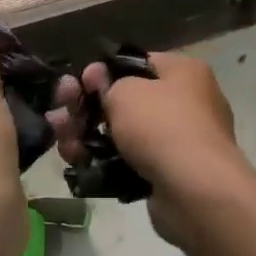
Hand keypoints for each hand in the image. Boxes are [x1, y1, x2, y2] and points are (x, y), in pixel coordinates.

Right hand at [48, 52, 251, 247]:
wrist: (195, 192)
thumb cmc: (162, 126)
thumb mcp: (126, 92)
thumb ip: (106, 83)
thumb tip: (98, 79)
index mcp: (184, 73)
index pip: (137, 63)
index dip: (104, 72)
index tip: (80, 83)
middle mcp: (186, 103)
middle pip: (126, 100)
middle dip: (87, 107)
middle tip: (59, 112)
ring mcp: (178, 142)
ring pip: (123, 133)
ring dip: (88, 135)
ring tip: (62, 142)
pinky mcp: (167, 175)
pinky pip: (129, 161)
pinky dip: (103, 161)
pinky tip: (78, 163)